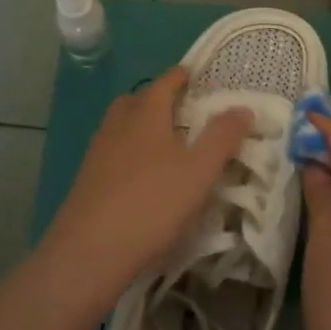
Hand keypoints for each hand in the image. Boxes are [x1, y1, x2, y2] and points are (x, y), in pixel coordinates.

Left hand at [45, 67, 252, 293]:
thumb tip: (243, 107)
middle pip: (137, 100)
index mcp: (146, 114)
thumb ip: (223, 137)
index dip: (182, 76)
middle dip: (159, 99)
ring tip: (167, 146)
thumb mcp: (199, 171)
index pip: (165, 82)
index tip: (199, 76)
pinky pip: (112, 153)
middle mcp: (118, 125)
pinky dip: (130, 154)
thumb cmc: (152, 204)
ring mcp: (97, 153)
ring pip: (121, 127)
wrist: (89, 254)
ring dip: (142, 127)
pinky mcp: (87, 181)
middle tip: (184, 111)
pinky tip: (143, 179)